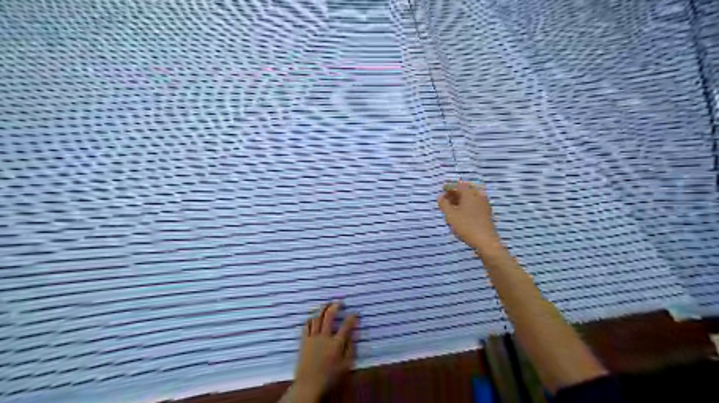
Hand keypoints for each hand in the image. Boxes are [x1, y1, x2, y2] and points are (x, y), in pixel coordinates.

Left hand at [294, 301, 357, 400]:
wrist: (308, 385)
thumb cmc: (329, 377)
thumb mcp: (345, 366)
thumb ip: (351, 349)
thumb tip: (354, 335)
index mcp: (336, 343)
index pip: (346, 326)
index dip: (352, 317)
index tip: (355, 313)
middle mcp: (324, 337)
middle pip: (329, 316)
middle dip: (335, 306)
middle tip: (339, 302)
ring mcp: (313, 338)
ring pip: (317, 318)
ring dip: (322, 309)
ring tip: (327, 305)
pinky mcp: (304, 341)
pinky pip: (306, 325)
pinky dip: (311, 319)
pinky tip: (313, 316)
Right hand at [436, 180, 501, 252]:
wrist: (485, 241)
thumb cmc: (466, 225)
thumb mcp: (450, 215)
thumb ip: (444, 204)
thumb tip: (440, 197)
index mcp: (469, 193)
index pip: (458, 185)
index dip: (449, 186)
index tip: (442, 190)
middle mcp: (478, 196)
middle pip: (465, 190)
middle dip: (454, 193)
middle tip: (445, 199)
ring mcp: (484, 204)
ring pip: (470, 198)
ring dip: (460, 200)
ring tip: (451, 207)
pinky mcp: (486, 213)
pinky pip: (474, 204)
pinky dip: (466, 205)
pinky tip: (461, 214)